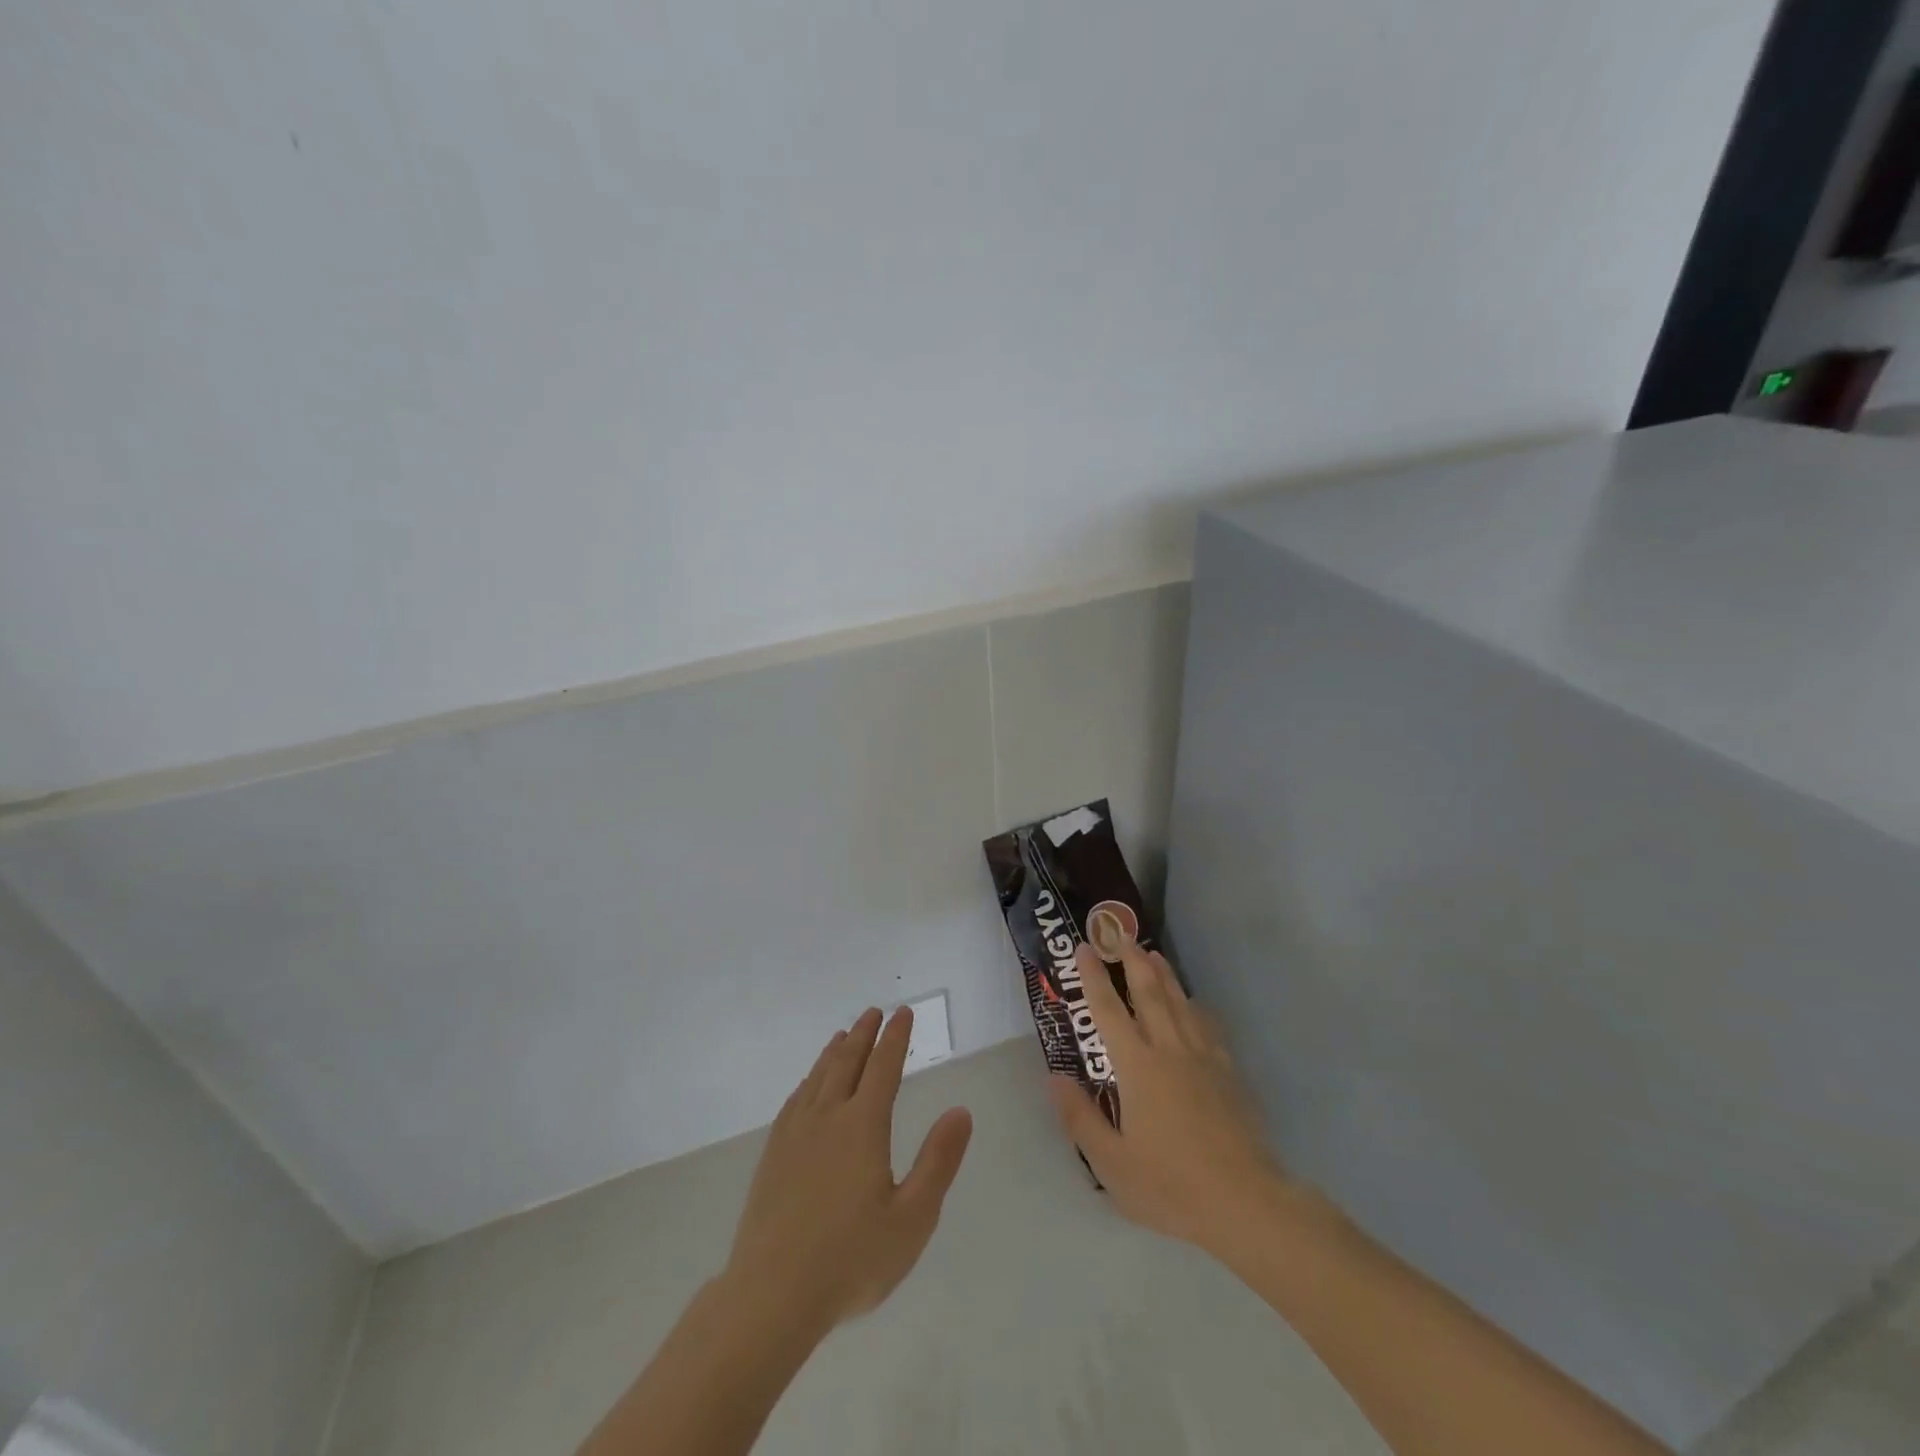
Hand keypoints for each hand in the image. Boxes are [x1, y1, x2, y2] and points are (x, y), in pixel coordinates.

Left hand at [723, 1006, 973, 1334]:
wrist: (771, 1295)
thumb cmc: (851, 1259)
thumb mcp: (912, 1218)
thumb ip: (938, 1161)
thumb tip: (960, 1111)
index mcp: (863, 1126)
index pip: (884, 1068)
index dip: (895, 1038)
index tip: (903, 1013)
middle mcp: (828, 1117)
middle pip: (848, 1063)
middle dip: (864, 1034)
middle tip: (874, 1012)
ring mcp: (795, 1135)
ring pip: (819, 1077)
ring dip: (835, 1052)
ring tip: (844, 1035)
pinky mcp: (773, 1155)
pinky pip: (795, 1100)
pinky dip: (808, 1080)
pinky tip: (809, 1085)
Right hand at [1048, 942, 1288, 1255]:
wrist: (1245, 1202)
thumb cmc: (1171, 1185)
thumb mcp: (1112, 1162)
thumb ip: (1080, 1117)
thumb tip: (1054, 1077)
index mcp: (1137, 1066)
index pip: (1108, 1011)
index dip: (1094, 977)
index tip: (1084, 948)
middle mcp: (1169, 1049)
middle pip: (1149, 993)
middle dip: (1132, 960)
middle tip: (1120, 935)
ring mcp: (1203, 1058)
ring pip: (1180, 1002)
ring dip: (1164, 974)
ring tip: (1153, 953)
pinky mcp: (1228, 1072)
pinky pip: (1207, 1025)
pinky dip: (1195, 1006)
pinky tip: (1194, 1004)